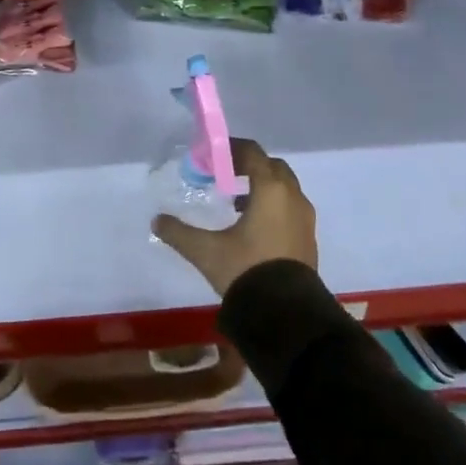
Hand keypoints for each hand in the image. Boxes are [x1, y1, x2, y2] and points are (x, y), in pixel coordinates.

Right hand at [153, 139, 317, 296]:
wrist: (286, 315)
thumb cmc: (246, 271)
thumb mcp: (206, 251)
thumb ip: (179, 233)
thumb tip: (156, 221)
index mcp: (270, 189)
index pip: (252, 152)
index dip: (231, 149)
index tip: (211, 156)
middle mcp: (292, 197)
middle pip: (271, 166)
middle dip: (248, 166)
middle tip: (224, 175)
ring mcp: (304, 218)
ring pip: (284, 188)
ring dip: (262, 187)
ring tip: (235, 202)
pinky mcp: (308, 239)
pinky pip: (290, 208)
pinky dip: (273, 206)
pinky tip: (253, 227)